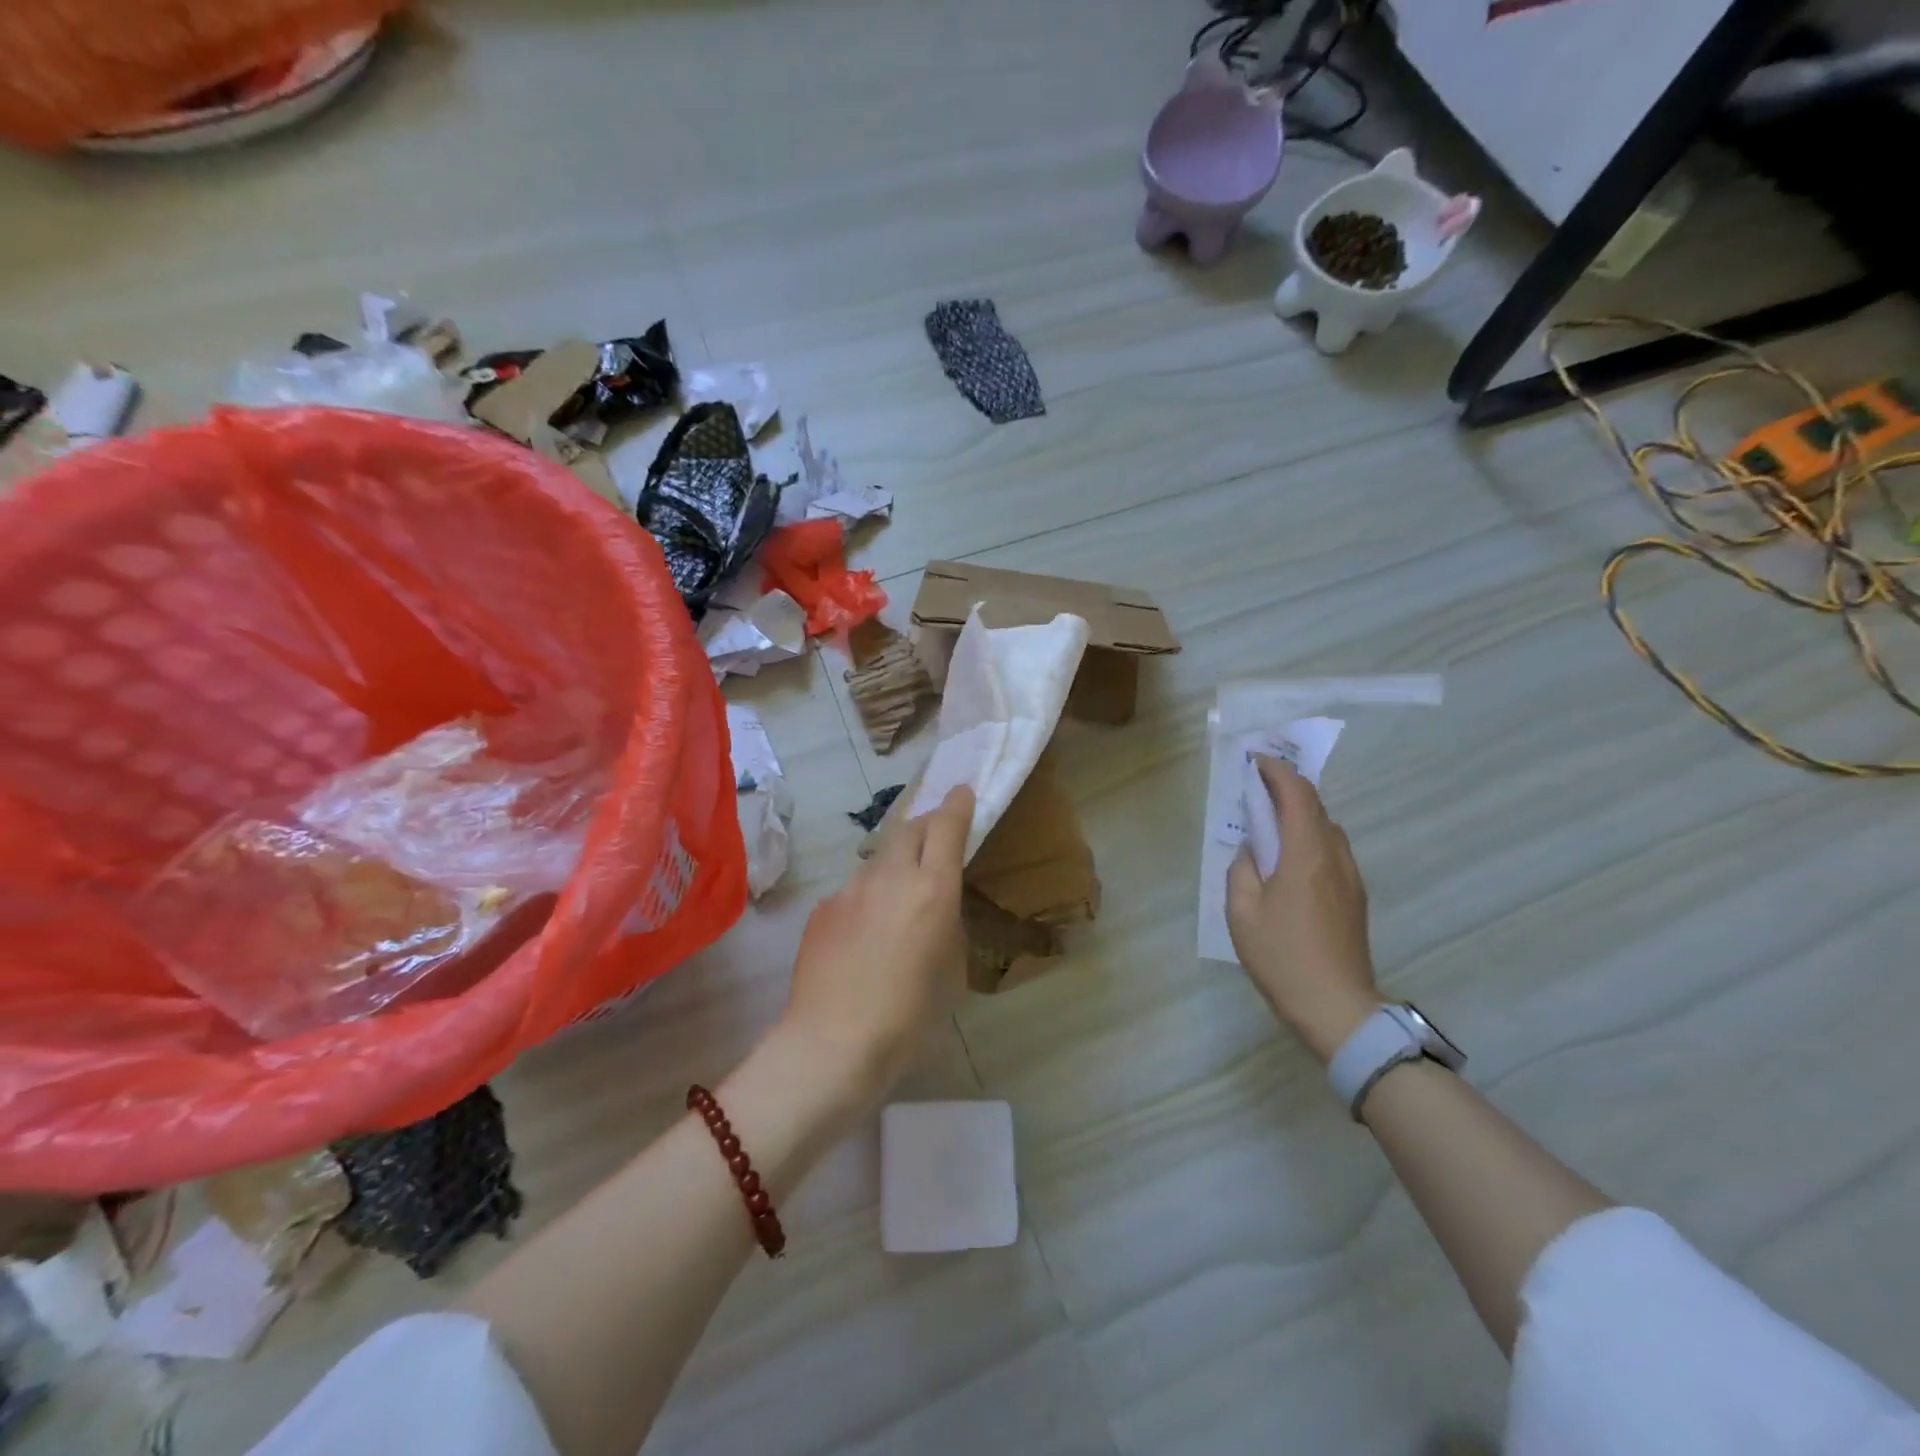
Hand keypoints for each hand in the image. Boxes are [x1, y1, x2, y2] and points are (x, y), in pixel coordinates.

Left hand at [781, 784, 973, 1108]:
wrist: (832, 1044)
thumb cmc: (909, 1018)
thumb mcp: (951, 973)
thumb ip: (946, 928)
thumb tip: (934, 914)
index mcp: (932, 889)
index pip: (946, 826)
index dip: (956, 804)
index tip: (961, 791)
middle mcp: (890, 877)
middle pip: (908, 828)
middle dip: (926, 825)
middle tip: (936, 838)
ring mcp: (849, 890)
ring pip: (877, 861)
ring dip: (893, 867)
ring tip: (897, 903)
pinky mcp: (822, 909)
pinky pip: (852, 893)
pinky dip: (866, 901)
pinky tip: (864, 939)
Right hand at [1227, 756, 1381, 1062]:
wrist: (1337, 1007)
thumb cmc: (1282, 957)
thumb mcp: (1242, 912)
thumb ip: (1242, 870)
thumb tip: (1251, 851)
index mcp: (1307, 854)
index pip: (1298, 795)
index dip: (1278, 771)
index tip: (1256, 760)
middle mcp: (1335, 858)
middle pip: (1316, 808)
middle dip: (1287, 790)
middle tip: (1256, 789)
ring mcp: (1351, 878)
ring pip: (1327, 830)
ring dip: (1300, 816)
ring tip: (1270, 824)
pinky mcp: (1355, 898)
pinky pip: (1332, 853)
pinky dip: (1309, 839)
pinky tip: (1290, 861)